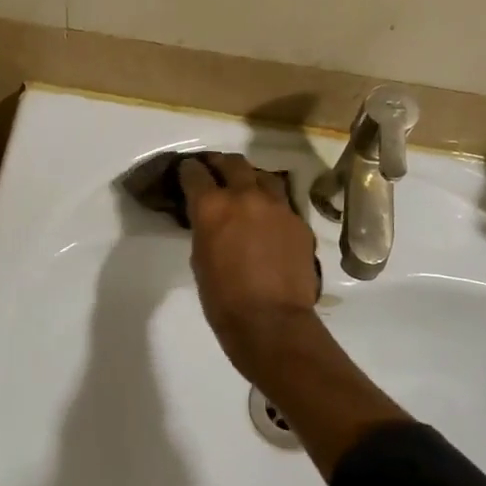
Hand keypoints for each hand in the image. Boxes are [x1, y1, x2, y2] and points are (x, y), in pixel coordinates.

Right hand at [177, 153, 318, 355]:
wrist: (272, 322)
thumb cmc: (223, 298)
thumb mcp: (200, 258)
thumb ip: (205, 228)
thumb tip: (210, 220)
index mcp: (212, 206)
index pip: (195, 173)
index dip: (188, 171)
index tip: (186, 172)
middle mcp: (245, 195)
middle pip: (232, 163)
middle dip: (219, 164)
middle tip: (214, 172)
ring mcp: (277, 206)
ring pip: (262, 175)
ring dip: (250, 178)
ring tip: (245, 189)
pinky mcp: (298, 221)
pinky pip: (282, 202)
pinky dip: (270, 204)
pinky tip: (267, 219)